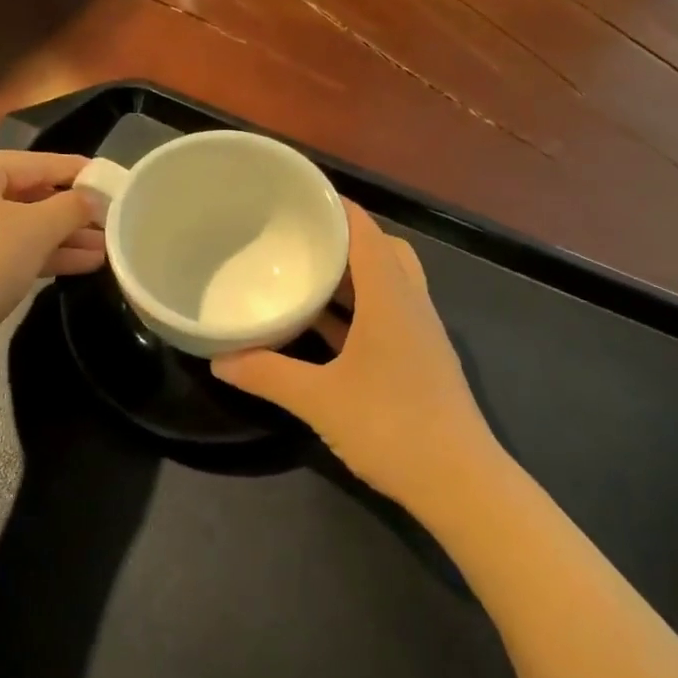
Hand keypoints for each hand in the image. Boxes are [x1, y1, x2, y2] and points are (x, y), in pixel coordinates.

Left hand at [0, 151, 102, 364]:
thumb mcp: (37, 229)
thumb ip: (71, 207)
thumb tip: (92, 198)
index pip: (32, 162)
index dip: (74, 170)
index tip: (108, 178)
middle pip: (22, 195)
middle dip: (69, 213)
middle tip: (109, 220)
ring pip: (13, 227)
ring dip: (59, 238)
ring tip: (105, 249)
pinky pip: (0, 250)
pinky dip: (35, 255)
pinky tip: (79, 265)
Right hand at [213, 200, 499, 506]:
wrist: (458, 481)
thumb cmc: (390, 426)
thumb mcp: (318, 399)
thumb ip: (267, 374)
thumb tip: (218, 360)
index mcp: (390, 297)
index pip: (364, 231)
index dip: (334, 207)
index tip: (297, 196)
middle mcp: (410, 305)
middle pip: (381, 252)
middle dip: (342, 240)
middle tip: (298, 239)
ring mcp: (420, 335)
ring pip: (386, 287)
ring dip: (350, 279)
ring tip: (303, 276)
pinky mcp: (419, 362)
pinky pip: (386, 318)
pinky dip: (356, 313)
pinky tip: (323, 331)